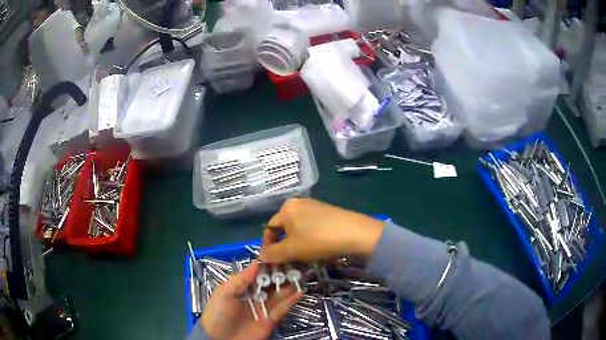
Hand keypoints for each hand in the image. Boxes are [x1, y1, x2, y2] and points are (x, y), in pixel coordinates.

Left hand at [200, 262, 301, 339]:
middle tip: (293, 264)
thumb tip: (256, 262)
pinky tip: (299, 292)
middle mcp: (253, 297)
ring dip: (287, 286)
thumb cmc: (219, 313)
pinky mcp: (270, 320)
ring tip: (299, 275)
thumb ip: (240, 279)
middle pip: (269, 284)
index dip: (266, 266)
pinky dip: (291, 301)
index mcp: (240, 288)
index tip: (279, 255)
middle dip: (279, 275)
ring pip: (278, 295)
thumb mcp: (224, 293)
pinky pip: (282, 309)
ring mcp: (263, 308)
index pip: (255, 275)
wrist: (221, 339)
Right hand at [260, 198, 384, 263]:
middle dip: (284, 247)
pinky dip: (309, 240)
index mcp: (286, 208)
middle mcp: (298, 203)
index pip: (269, 230)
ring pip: (298, 230)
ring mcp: (314, 206)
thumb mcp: (292, 250)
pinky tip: (316, 250)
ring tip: (302, 259)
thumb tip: (261, 257)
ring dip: (296, 245)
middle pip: (284, 229)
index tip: (271, 262)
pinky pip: (311, 227)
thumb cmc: (318, 240)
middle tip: (287, 263)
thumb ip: (274, 253)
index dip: (268, 247)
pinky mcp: (327, 212)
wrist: (355, 233)